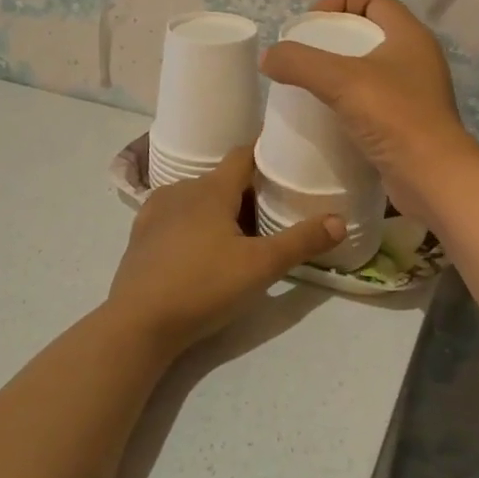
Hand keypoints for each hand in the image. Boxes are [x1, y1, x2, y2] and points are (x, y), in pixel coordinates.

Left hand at [106, 147, 343, 352]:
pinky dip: (195, 224)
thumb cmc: (204, 286)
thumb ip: (301, 242)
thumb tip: (340, 220)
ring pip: (198, 199)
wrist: (139, 323)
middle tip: (274, 210)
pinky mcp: (141, 236)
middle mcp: (181, 190)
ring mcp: (155, 212)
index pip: (243, 155)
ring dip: (220, 209)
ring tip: (242, 234)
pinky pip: (176, 218)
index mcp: (211, 189)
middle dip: (248, 192)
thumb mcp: (261, 267)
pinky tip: (204, 250)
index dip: (266, 154)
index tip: (287, 159)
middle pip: (222, 180)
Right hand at [260, 0, 478, 226]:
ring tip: (310, 85)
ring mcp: (417, 93)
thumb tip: (268, 56)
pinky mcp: (409, 124)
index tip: (310, 21)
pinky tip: (328, 116)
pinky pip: (375, 102)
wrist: (432, 176)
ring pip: (373, 71)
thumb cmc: (393, 116)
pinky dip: (351, 103)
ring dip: (342, 73)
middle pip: (372, 34)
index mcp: (410, 36)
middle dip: (336, 39)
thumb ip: (300, 63)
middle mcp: (418, 59)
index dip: (340, 2)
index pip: (375, 0)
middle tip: (304, 54)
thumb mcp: (340, 81)